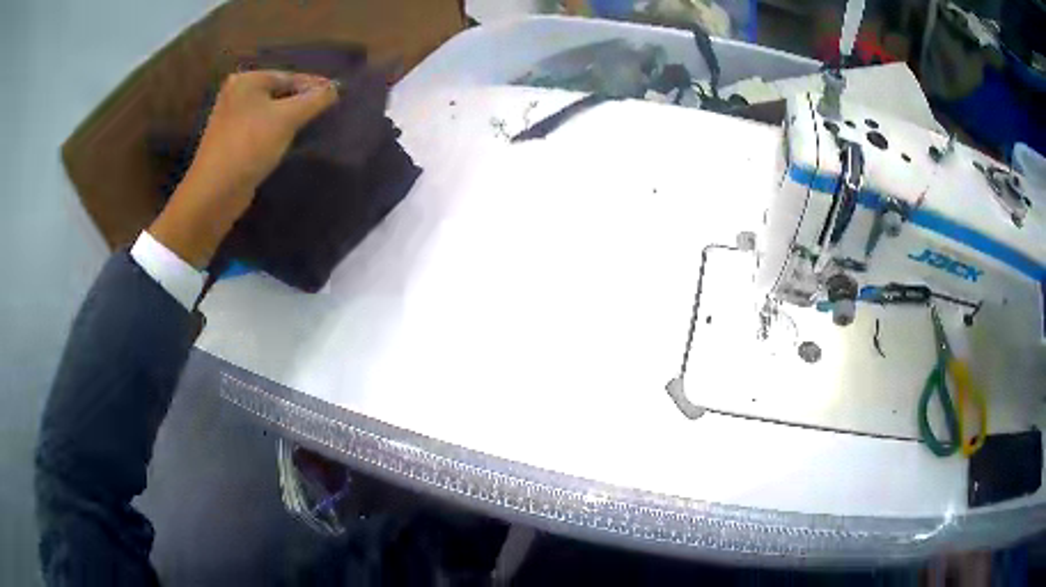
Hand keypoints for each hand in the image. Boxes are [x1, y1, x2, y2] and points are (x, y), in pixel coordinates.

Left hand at [150, 70, 338, 267]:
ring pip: (271, 112)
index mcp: (247, 80)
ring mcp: (231, 119)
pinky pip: (262, 129)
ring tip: (313, 127)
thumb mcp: (288, 118)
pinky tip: (289, 142)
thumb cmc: (249, 146)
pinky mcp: (232, 142)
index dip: (316, 86)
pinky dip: (277, 133)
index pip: (290, 77)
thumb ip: (315, 99)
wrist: (214, 193)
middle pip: (280, 93)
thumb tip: (336, 88)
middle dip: (303, 103)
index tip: (339, 96)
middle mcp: (237, 94)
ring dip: (291, 119)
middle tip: (328, 112)